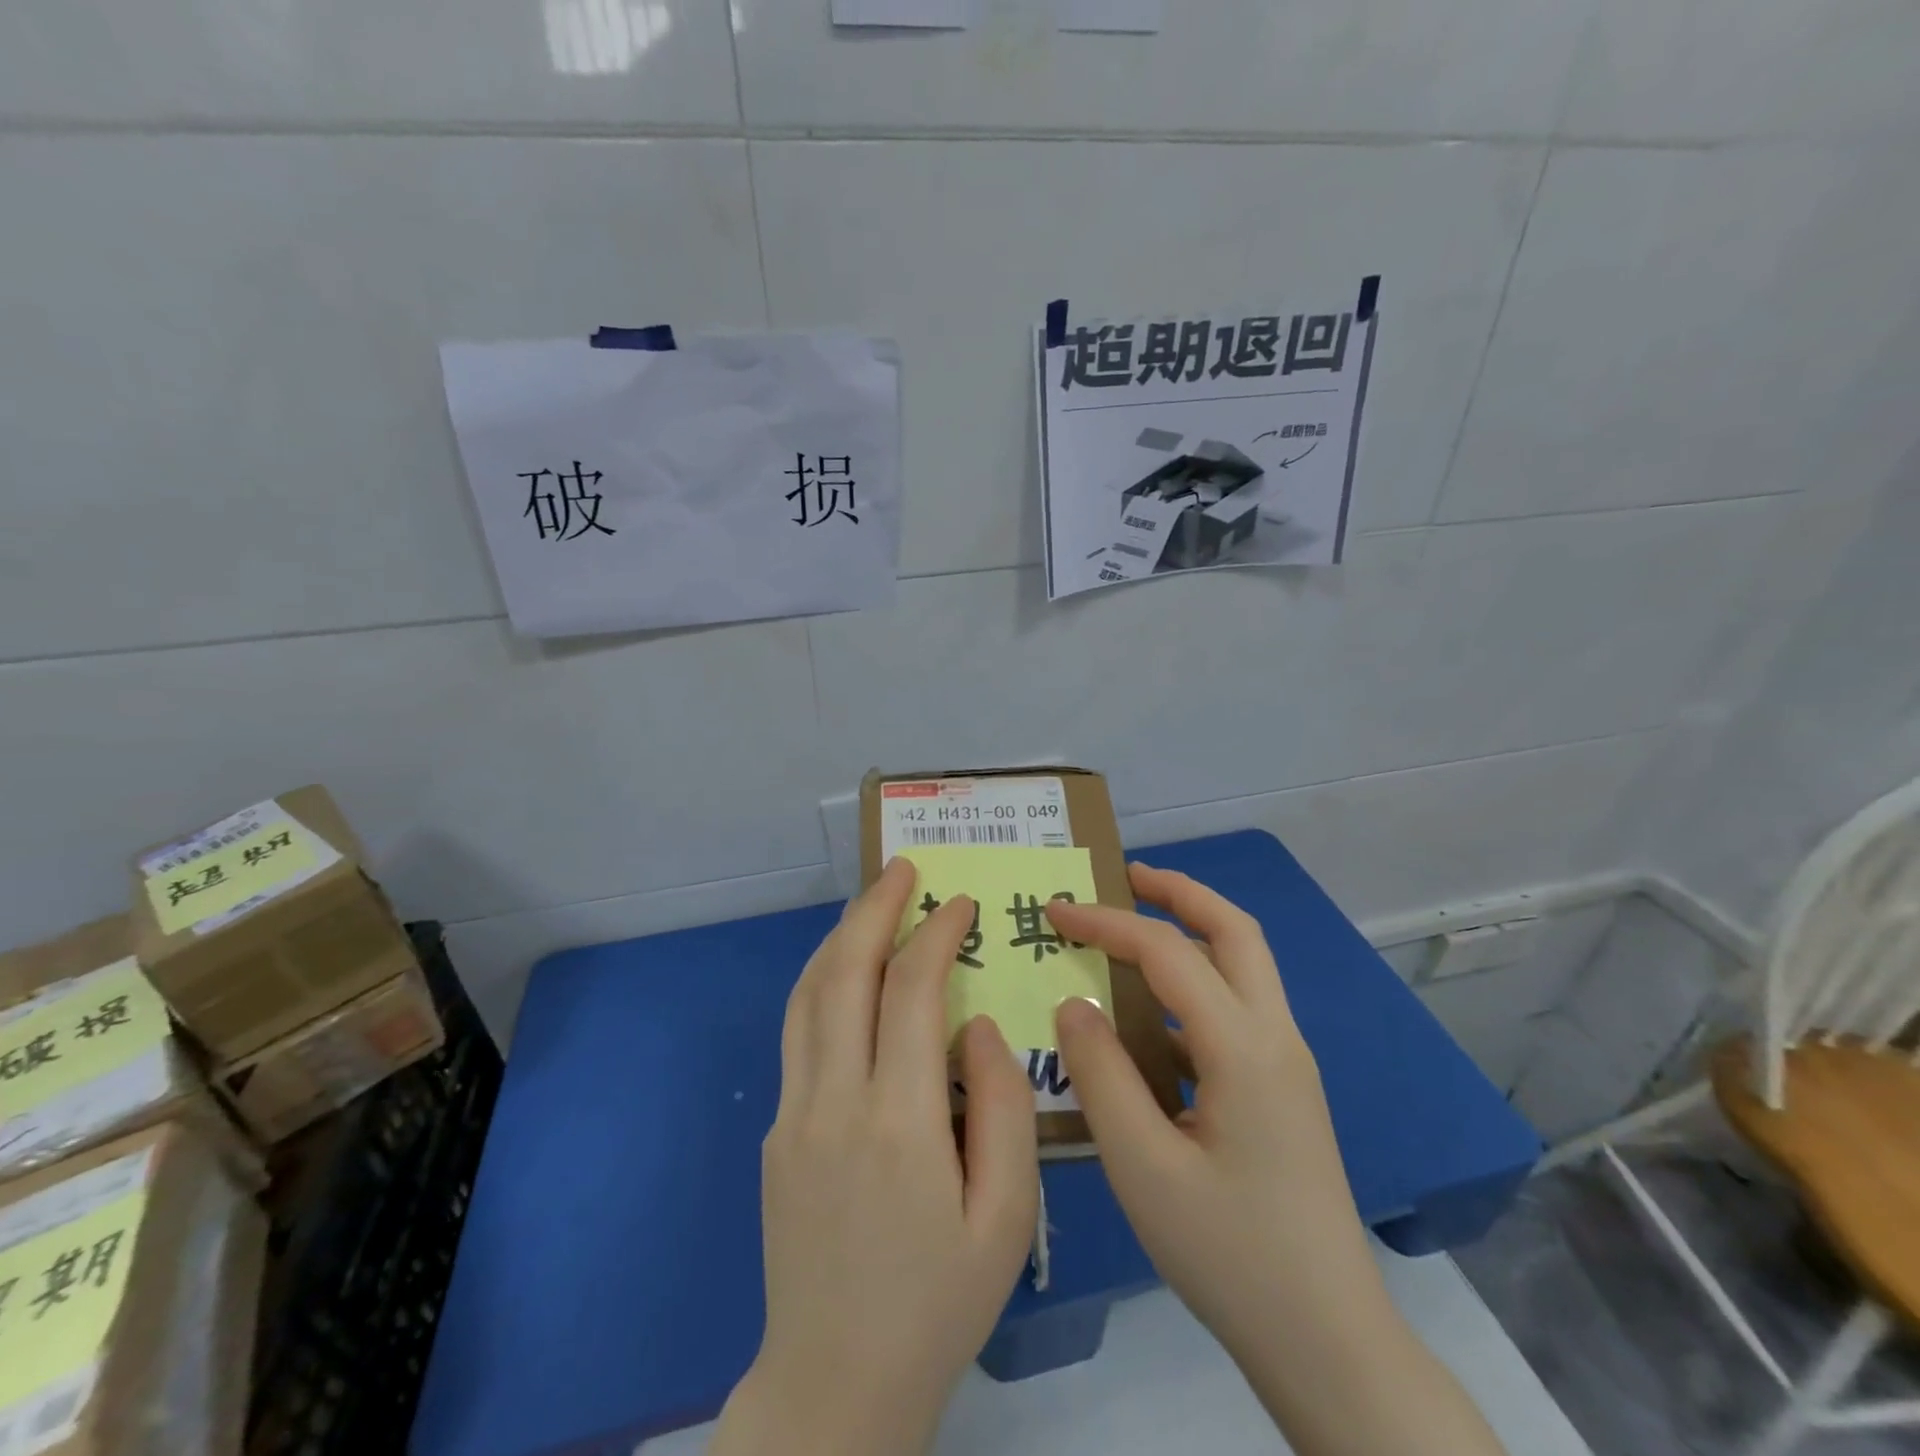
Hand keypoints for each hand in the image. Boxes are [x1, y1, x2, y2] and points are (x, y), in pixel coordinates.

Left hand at [712, 857, 1039, 1455]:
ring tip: (873, 900)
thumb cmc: (938, 1302)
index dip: (936, 934)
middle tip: (902, 867)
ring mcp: (795, 1112)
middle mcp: (835, 1100)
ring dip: (842, 935)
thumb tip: (980, 1026)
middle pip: (847, 972)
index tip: (960, 903)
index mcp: (899, 1121)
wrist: (836, 1382)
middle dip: (876, 908)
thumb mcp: (1006, 1218)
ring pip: (810, 993)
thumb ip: (1003, 1109)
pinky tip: (844, 968)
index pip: (912, 991)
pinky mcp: (778, 1129)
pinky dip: (821, 979)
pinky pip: (798, 1030)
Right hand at [1045, 862, 1378, 1352]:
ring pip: (1242, 966)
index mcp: (1243, 1047)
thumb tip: (1073, 1004)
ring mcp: (1286, 1063)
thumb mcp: (1142, 1167)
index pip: (1167, 952)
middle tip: (1124, 877)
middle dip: (1179, 892)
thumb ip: (1100, 1075)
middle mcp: (1275, 1037)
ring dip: (1190, 934)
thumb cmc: (1230, 1254)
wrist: (1328, 1342)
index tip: (1055, 911)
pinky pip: (1235, 1011)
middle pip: (1234, 931)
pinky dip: (1192, 988)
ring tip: (1130, 936)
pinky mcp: (1282, 1091)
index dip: (1107, 922)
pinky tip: (1148, 1024)